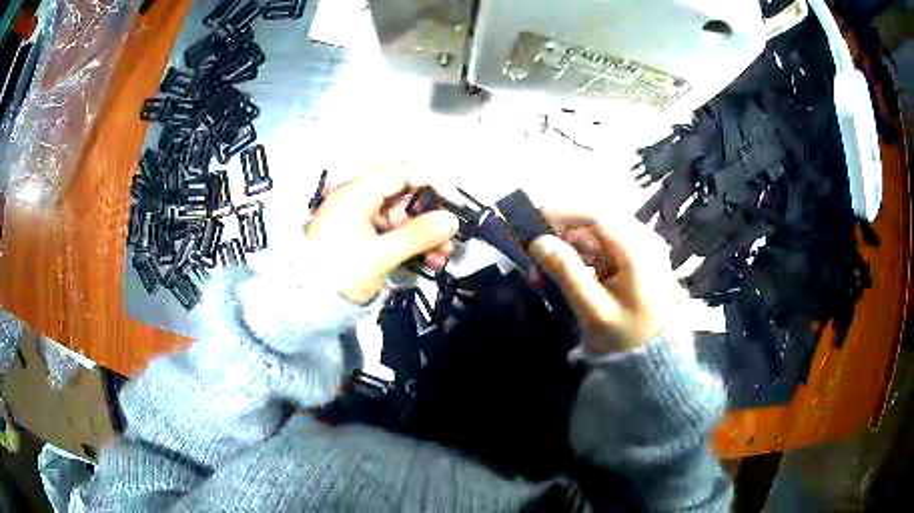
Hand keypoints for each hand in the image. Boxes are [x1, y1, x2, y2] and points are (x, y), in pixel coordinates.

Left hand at [305, 169, 459, 304]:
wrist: (306, 305)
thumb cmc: (340, 272)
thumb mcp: (380, 255)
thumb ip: (418, 235)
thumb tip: (452, 221)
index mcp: (356, 195)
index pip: (398, 174)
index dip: (427, 181)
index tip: (453, 197)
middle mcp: (358, 203)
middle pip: (402, 199)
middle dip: (429, 217)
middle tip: (450, 234)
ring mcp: (360, 224)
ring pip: (400, 221)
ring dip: (423, 236)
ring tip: (444, 255)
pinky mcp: (362, 243)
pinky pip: (392, 237)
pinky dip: (410, 247)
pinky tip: (429, 261)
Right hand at [529, 210, 677, 353]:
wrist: (656, 359)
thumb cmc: (626, 336)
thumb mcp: (593, 309)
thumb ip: (566, 271)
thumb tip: (538, 242)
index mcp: (637, 249)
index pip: (596, 215)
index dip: (562, 213)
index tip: (532, 221)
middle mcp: (644, 239)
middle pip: (596, 222)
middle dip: (563, 234)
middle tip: (536, 255)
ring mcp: (643, 248)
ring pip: (599, 234)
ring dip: (570, 248)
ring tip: (545, 273)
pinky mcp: (639, 259)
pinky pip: (606, 248)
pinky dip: (584, 257)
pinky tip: (568, 275)